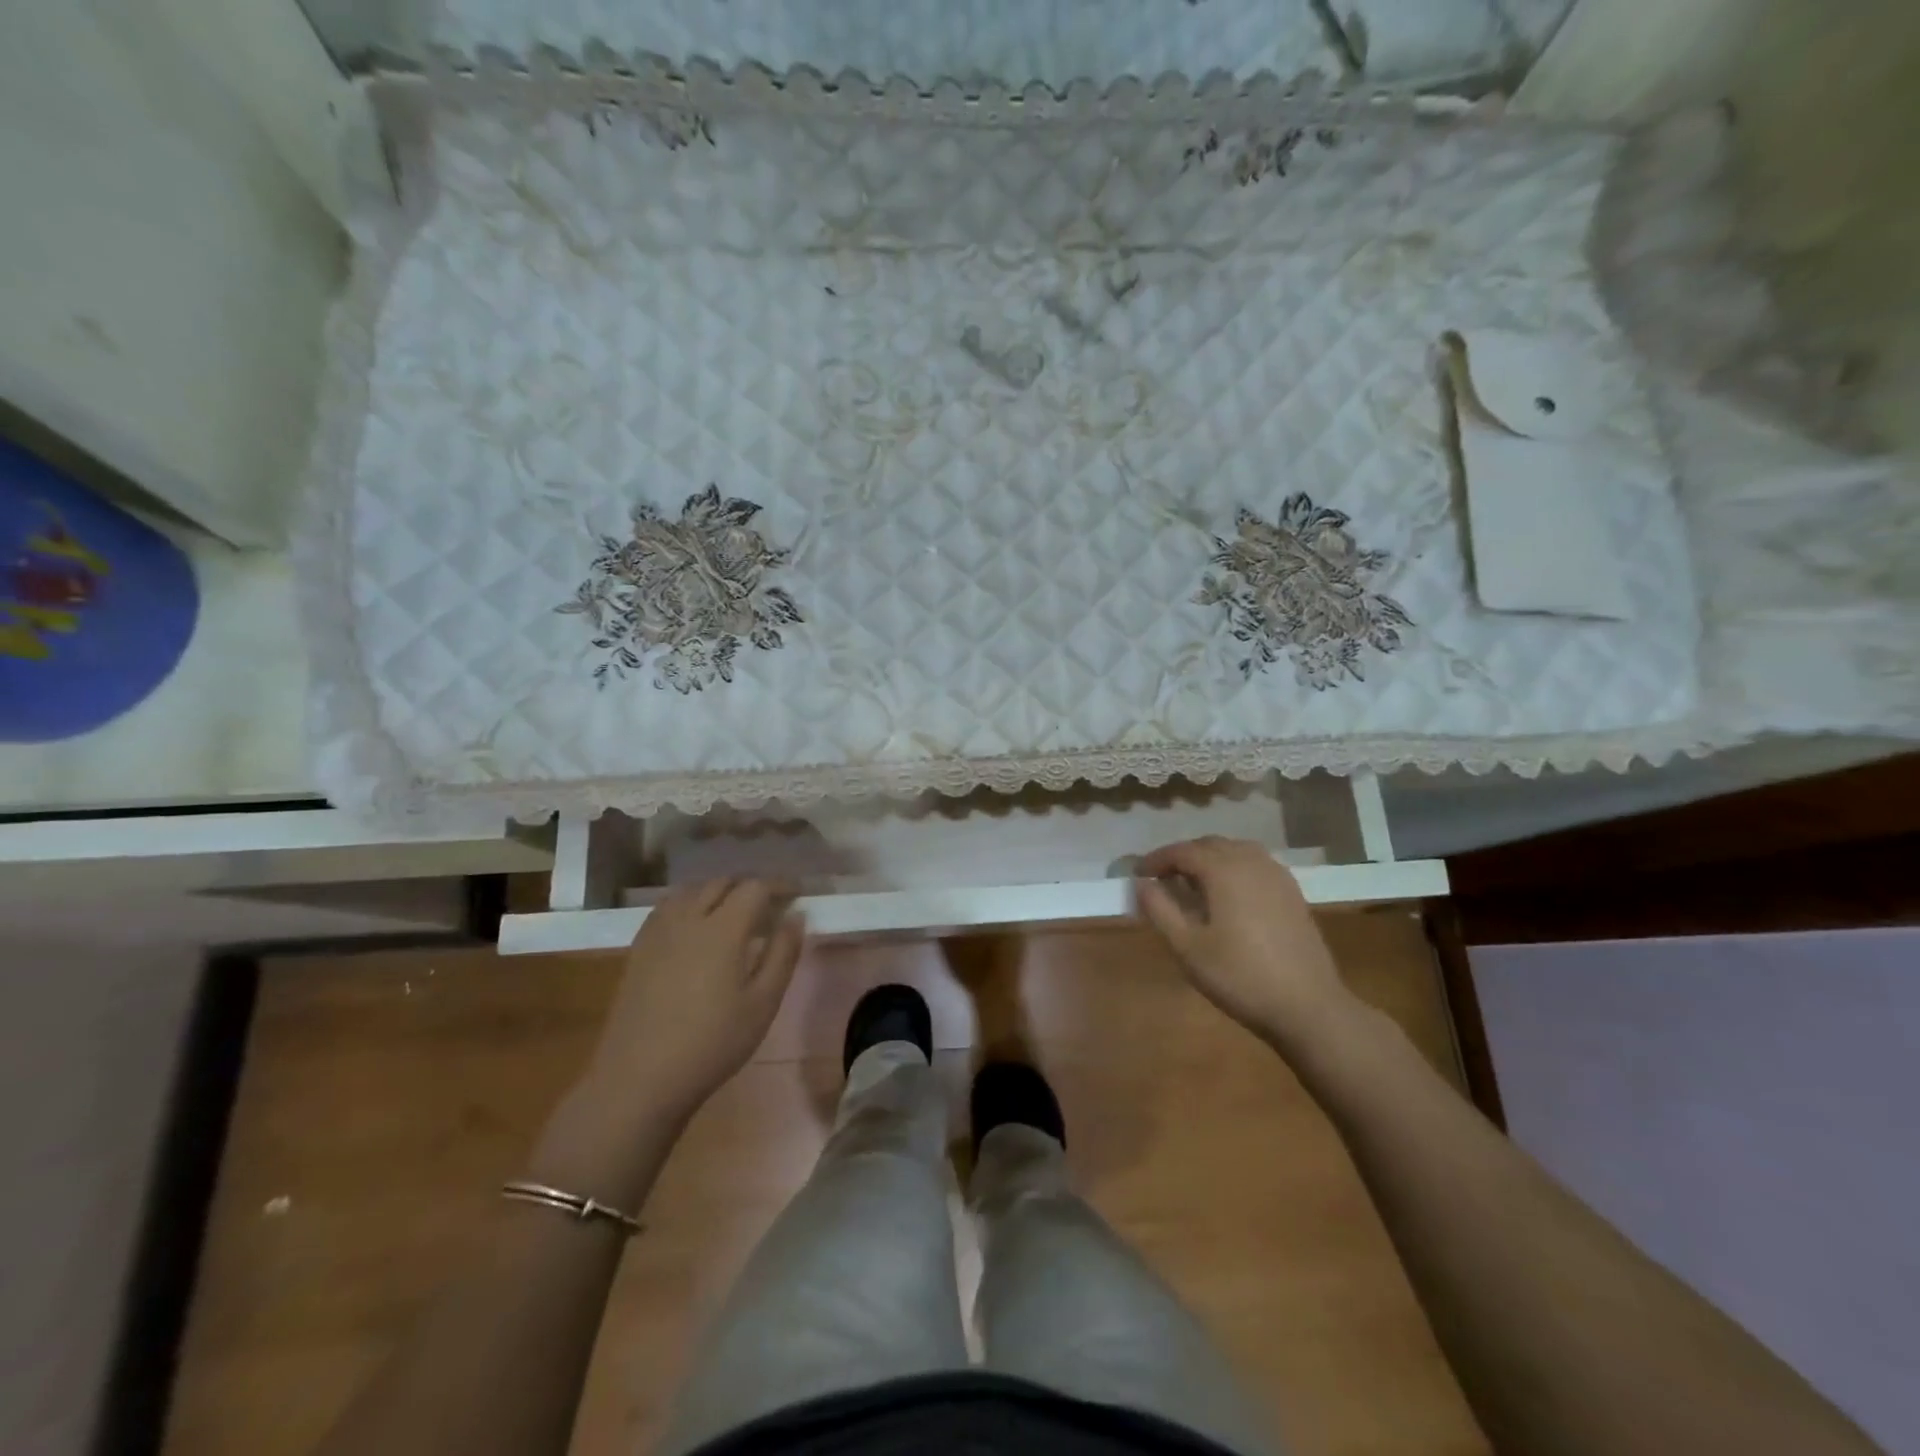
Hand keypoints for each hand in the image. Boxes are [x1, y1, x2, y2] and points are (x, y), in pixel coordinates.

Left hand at [584, 878, 804, 1120]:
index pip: (755, 887)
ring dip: (719, 891)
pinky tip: (696, 927)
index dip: (779, 885)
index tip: (797, 894)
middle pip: (722, 882)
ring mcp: (658, 931)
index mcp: (723, 928)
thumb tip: (796, 916)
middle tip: (770, 906)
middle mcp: (689, 918)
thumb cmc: (712, 1043)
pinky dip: (690, 903)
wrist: (639, 1079)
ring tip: (735, 912)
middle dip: (750, 886)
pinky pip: (668, 907)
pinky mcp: (638, 948)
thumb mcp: (763, 1003)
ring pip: (692, 890)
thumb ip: (783, 954)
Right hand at [1134, 837, 1354, 1046]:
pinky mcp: (1293, 893)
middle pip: (1210, 845)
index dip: (1156, 859)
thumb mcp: (1187, 947)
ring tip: (1193, 883)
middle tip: (1161, 878)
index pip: (1182, 851)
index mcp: (1224, 870)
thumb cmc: (1240, 976)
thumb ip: (1160, 909)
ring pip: (1236, 851)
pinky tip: (1228, 894)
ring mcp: (1277, 876)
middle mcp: (1252, 862)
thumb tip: (1142, 883)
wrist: (1308, 1007)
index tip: (1138, 874)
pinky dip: (1234, 868)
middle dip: (1182, 856)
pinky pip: (1256, 865)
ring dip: (1210, 859)